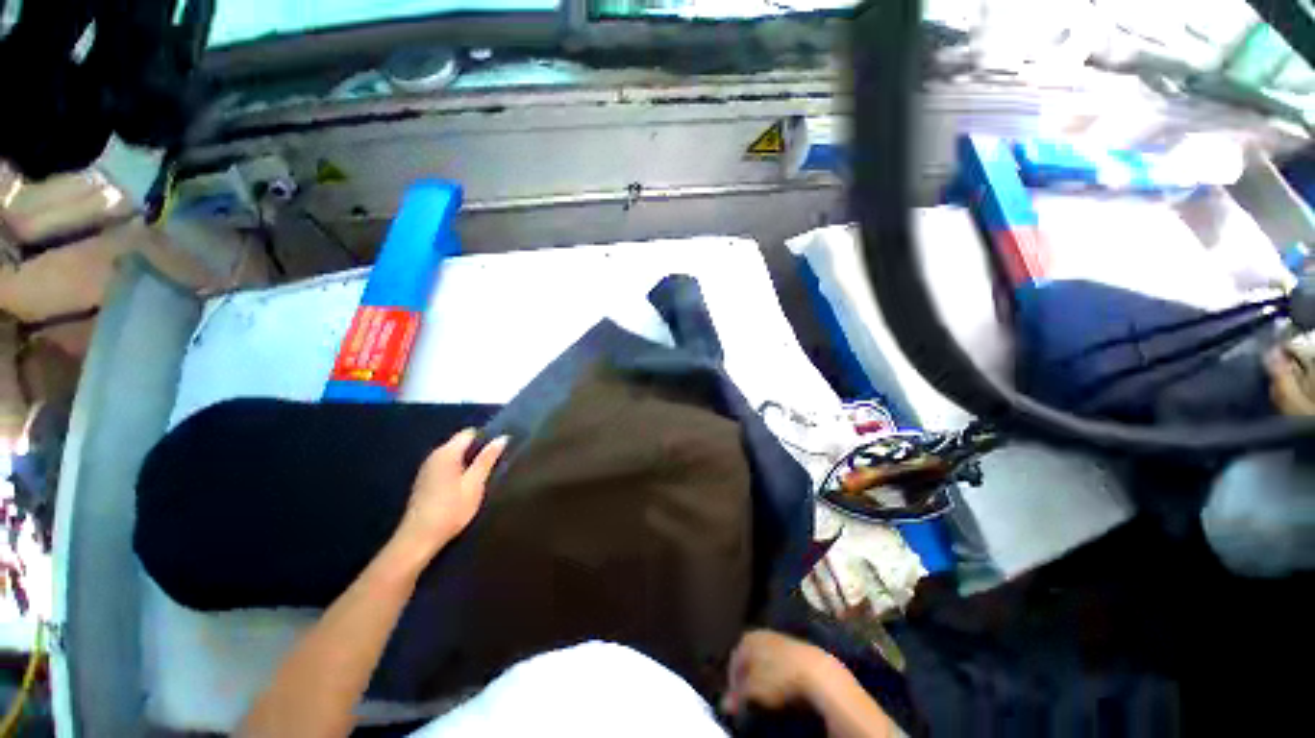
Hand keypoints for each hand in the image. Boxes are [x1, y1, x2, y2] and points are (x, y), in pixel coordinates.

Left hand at [397, 429, 507, 557]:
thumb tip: (502, 438)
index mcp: (447, 452)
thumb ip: (487, 459)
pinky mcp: (424, 481)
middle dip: (477, 450)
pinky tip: (465, 486)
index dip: (486, 438)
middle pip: (460, 443)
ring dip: (468, 462)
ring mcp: (427, 468)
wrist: (418, 538)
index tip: (498, 450)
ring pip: (453, 455)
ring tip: (483, 476)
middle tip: (494, 464)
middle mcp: (434, 455)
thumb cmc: (451, 509)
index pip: (469, 433)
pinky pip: (446, 466)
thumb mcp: (475, 483)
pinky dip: (457, 471)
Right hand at [722, 630, 838, 714]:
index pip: (733, 662)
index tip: (736, 702)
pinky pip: (781, 664)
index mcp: (747, 638)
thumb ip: (736, 696)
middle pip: (750, 660)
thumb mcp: (752, 691)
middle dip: (749, 679)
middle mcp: (761, 633)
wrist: (816, 672)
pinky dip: (778, 676)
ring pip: (766, 661)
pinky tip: (783, 689)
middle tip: (750, 699)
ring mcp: (780, 639)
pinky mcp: (797, 648)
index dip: (733, 684)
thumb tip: (725, 704)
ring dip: (764, 678)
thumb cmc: (778, 678)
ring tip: (766, 697)